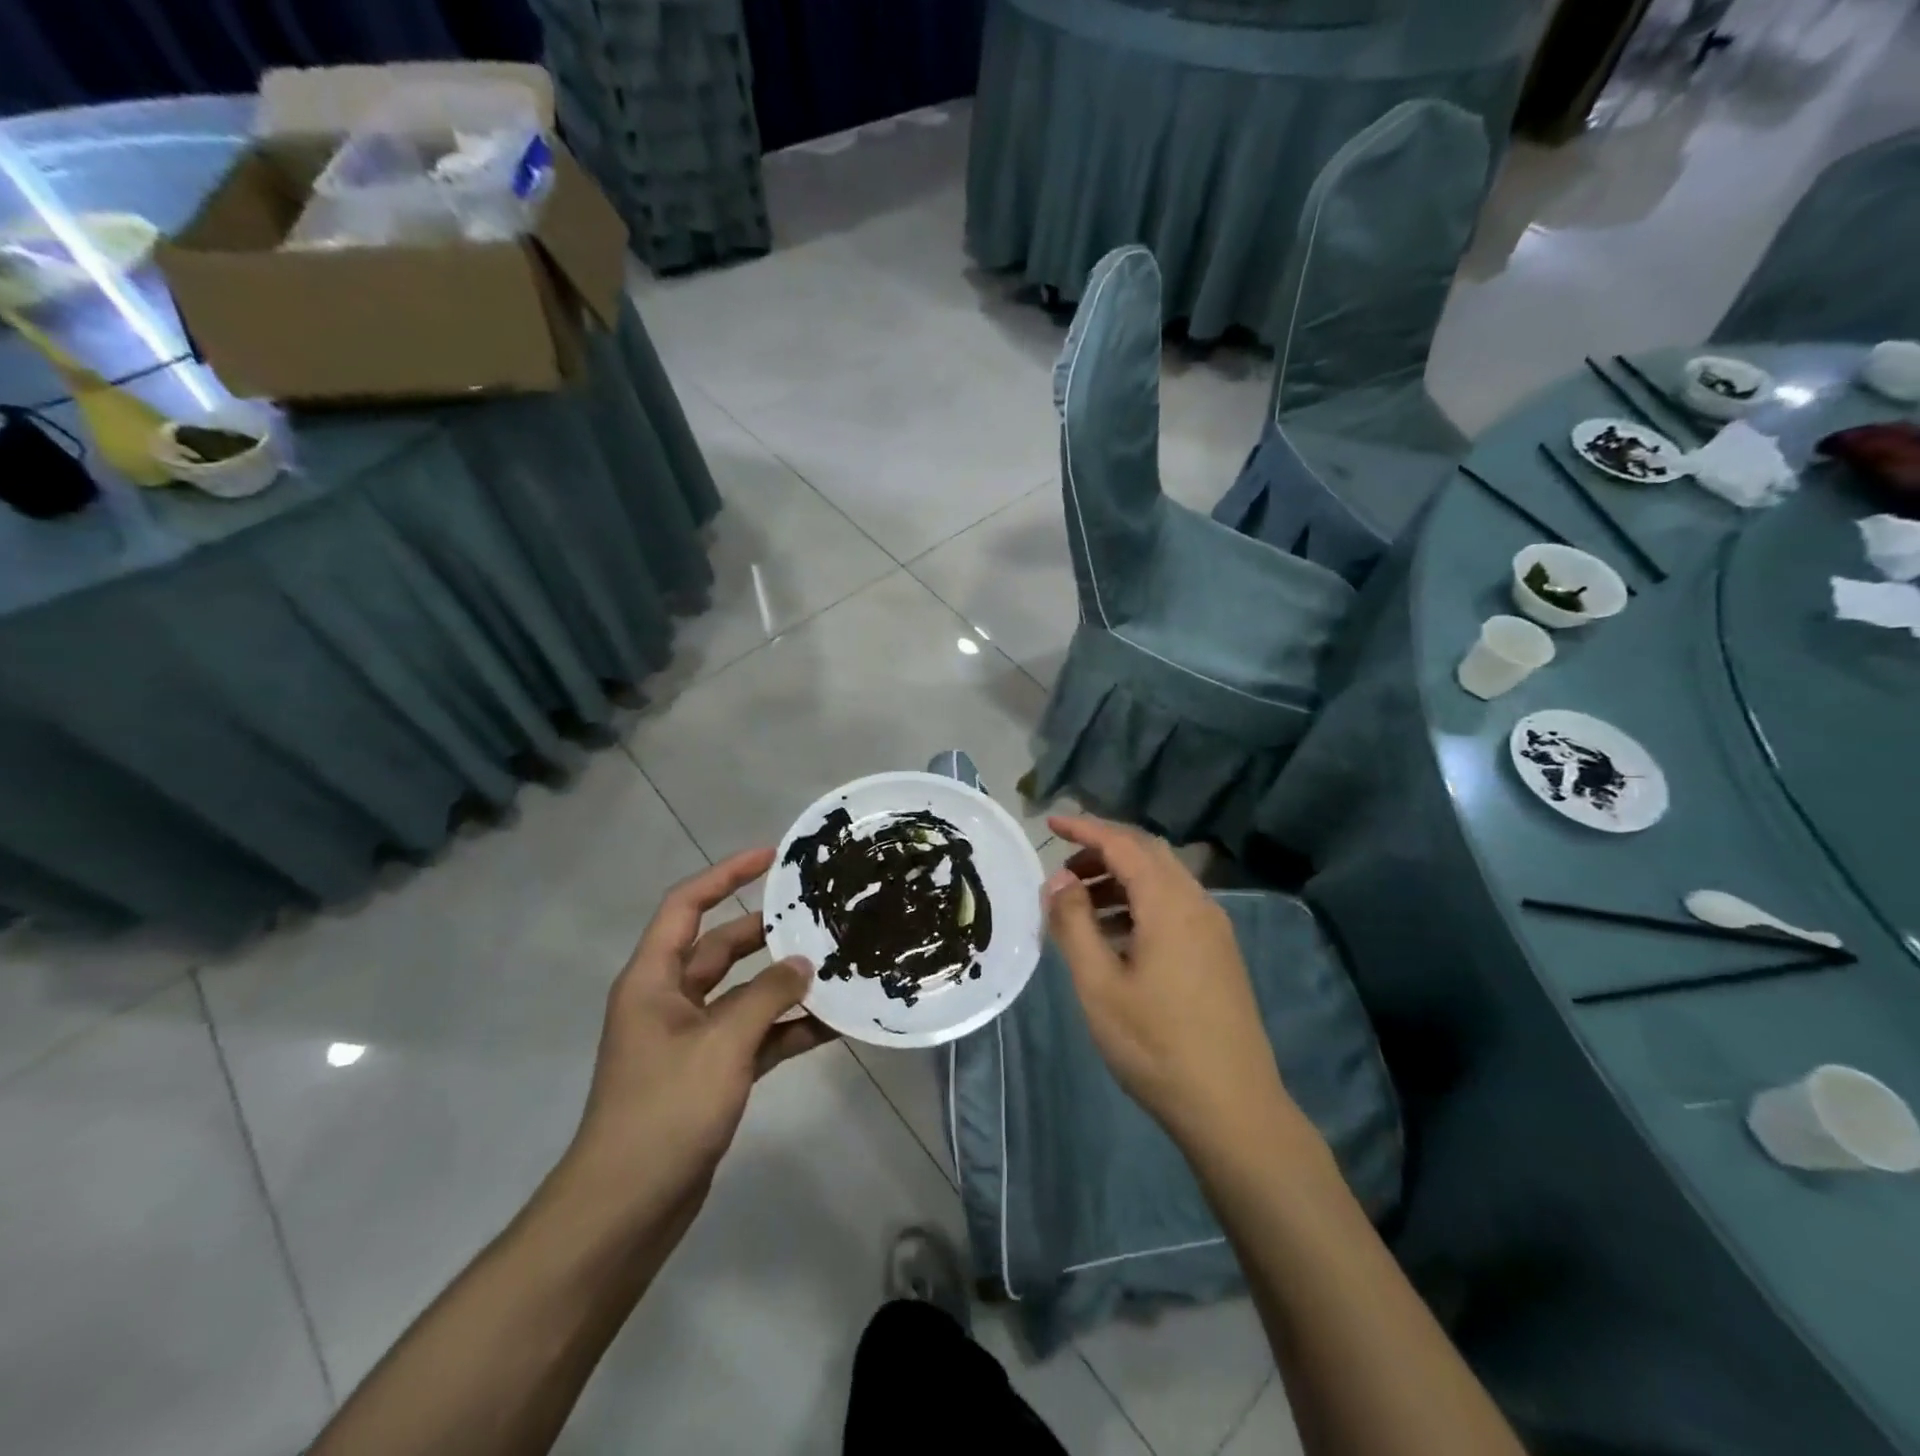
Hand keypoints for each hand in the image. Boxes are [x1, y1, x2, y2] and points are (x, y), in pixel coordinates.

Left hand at [562, 848, 837, 1233]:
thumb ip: (767, 996)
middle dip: (767, 932)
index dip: (726, 874)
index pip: (687, 906)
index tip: (771, 857)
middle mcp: (670, 1000)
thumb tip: (804, 963)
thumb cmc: (665, 1110)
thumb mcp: (722, 1044)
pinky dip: (787, 1028)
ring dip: (784, 984)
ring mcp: (692, 1039)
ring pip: (744, 993)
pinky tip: (832, 1025)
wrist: (627, 1208)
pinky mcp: (711, 1073)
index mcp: (654, 979)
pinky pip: (755, 1035)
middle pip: (721, 948)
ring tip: (836, 965)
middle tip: (818, 915)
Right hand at [1043, 815, 1296, 1147]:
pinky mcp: (1219, 953)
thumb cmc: (1156, 1045)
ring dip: (1121, 879)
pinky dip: (1140, 904)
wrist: (1233, 1107)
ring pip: (1163, 881)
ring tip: (1080, 906)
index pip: (1123, 844)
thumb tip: (1058, 879)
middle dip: (1103, 851)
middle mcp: (1198, 904)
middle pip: (1148, 854)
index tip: (1050, 822)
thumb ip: (1074, 924)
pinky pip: (1175, 906)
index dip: (1085, 828)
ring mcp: (1214, 929)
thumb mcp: (1099, 985)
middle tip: (1063, 870)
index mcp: (1170, 904)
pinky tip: (1116, 936)